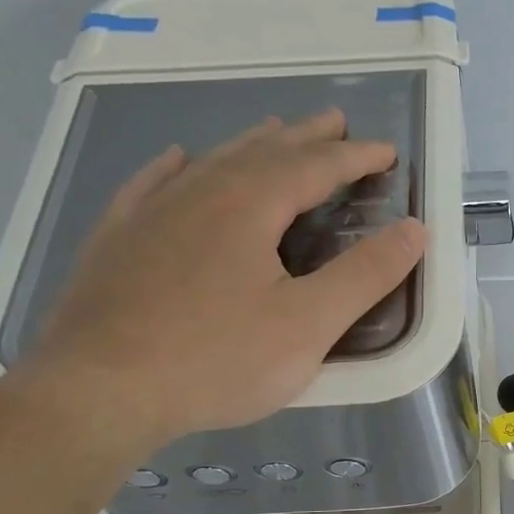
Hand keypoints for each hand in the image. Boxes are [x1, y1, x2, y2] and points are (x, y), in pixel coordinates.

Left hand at [18, 110, 425, 450]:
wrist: (99, 391)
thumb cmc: (217, 360)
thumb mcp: (309, 324)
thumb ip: (366, 275)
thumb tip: (415, 230)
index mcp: (250, 205)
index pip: (315, 166)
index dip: (355, 157)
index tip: (386, 152)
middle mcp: (199, 192)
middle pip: (263, 151)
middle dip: (305, 137)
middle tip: (334, 122)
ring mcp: (150, 212)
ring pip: (211, 162)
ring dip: (250, 145)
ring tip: (274, 133)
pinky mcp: (116, 240)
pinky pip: (151, 184)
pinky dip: (175, 167)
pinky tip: (178, 159)